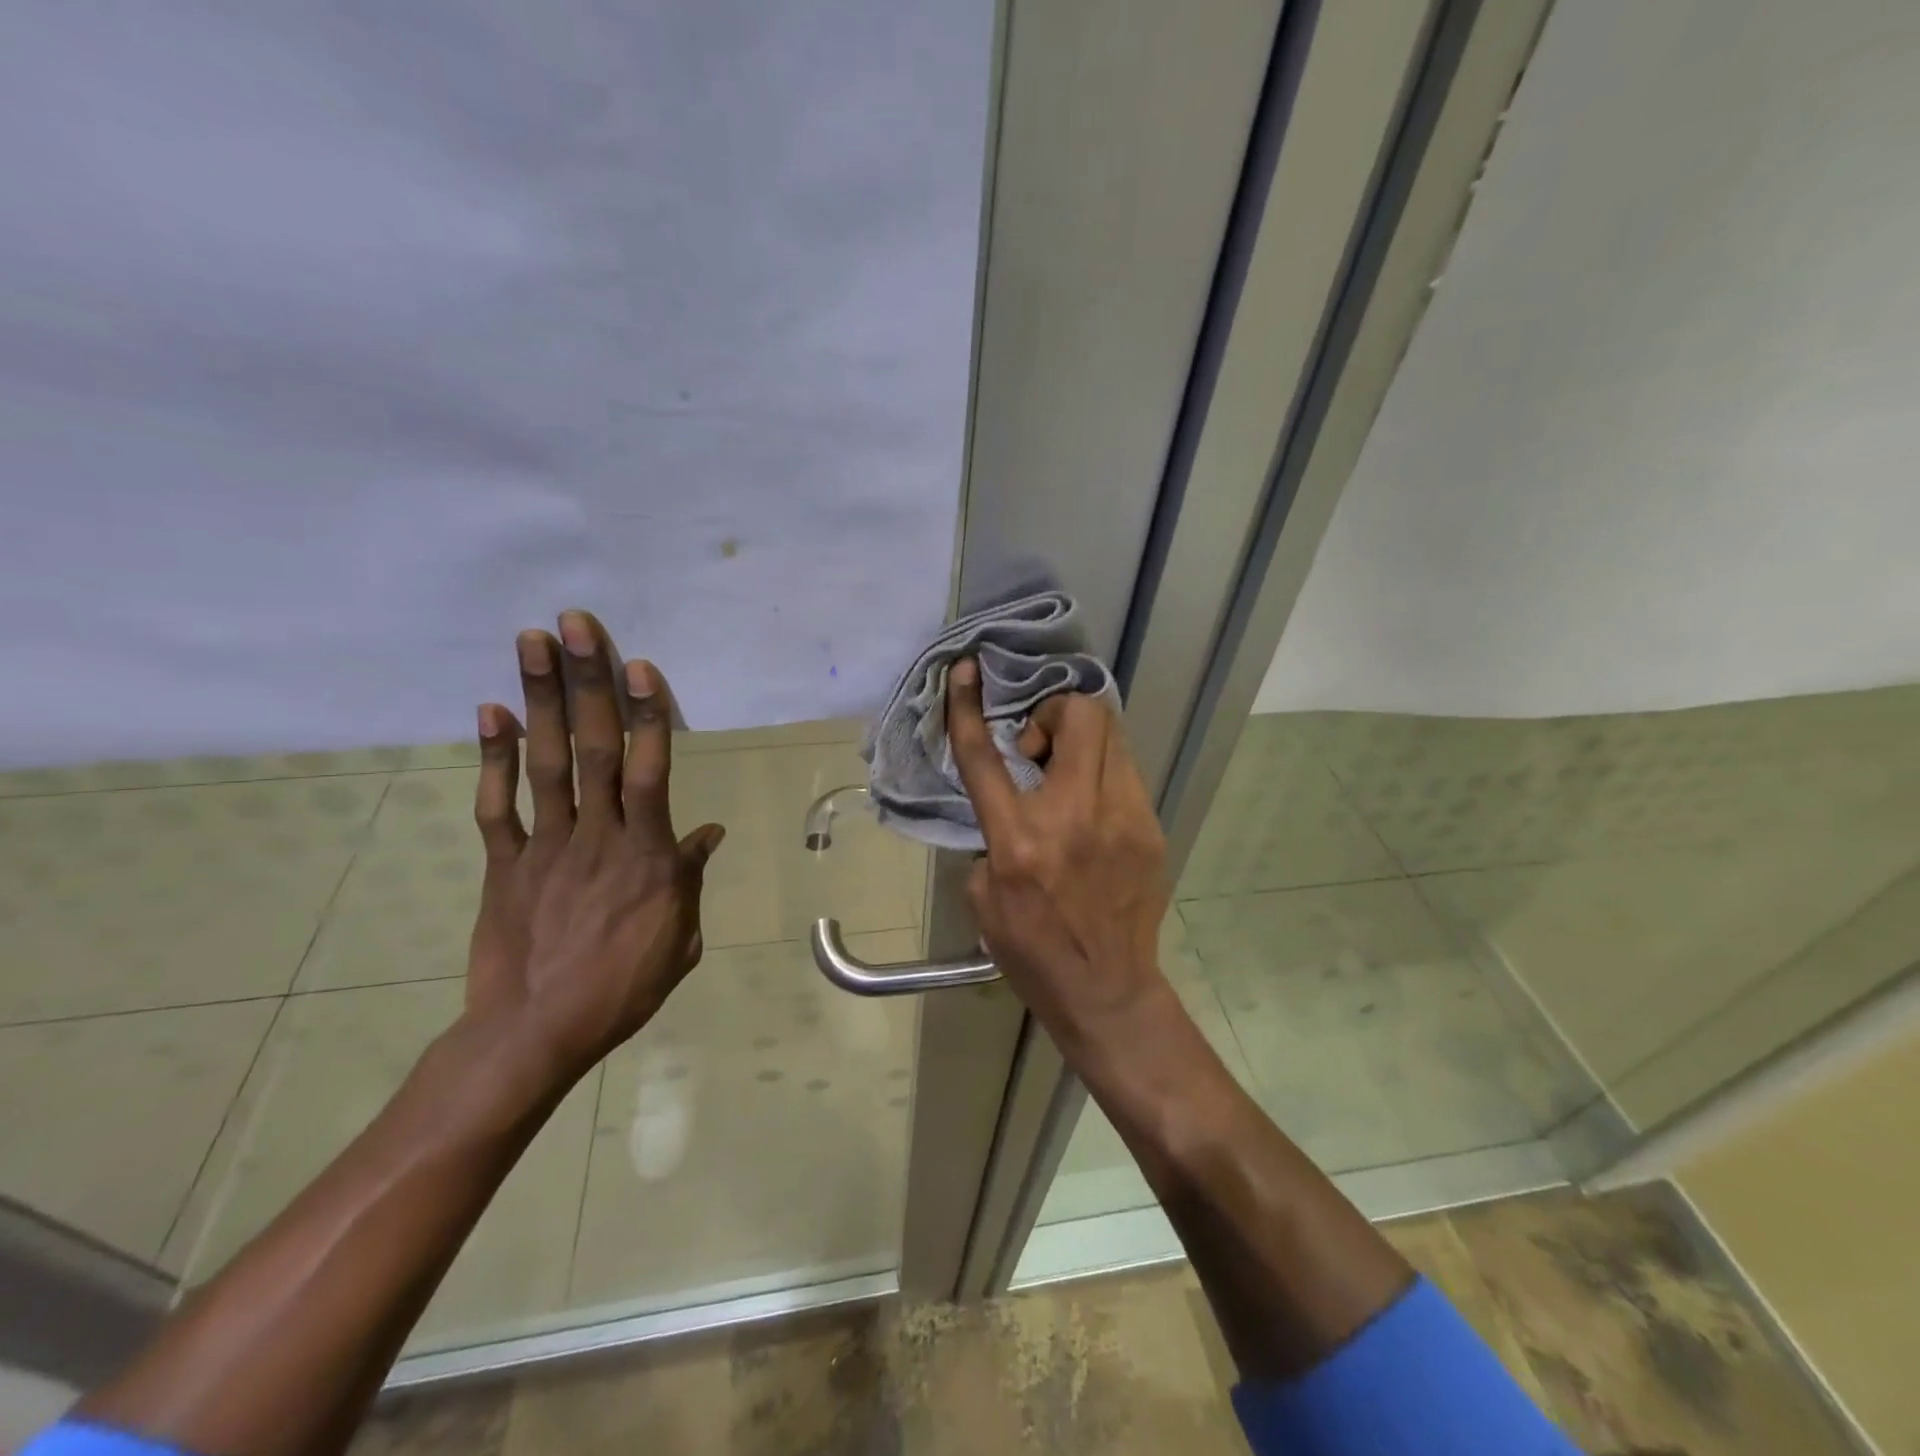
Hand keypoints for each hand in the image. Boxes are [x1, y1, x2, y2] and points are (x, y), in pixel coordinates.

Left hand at [465, 609, 724, 1079]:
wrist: (536, 1033)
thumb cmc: (623, 987)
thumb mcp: (680, 938)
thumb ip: (689, 878)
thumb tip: (709, 834)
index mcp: (646, 854)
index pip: (649, 770)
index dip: (645, 715)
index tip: (636, 665)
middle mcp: (597, 835)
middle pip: (592, 748)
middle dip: (585, 682)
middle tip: (575, 625)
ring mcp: (544, 845)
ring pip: (544, 762)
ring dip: (538, 699)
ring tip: (531, 643)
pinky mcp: (503, 864)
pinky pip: (496, 805)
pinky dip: (491, 758)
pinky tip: (489, 712)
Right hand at [945, 657, 1170, 1047]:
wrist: (1106, 990)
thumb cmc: (1032, 950)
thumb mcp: (984, 896)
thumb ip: (990, 837)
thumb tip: (1009, 803)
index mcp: (1019, 839)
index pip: (986, 755)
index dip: (969, 705)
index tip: (967, 670)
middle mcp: (1074, 816)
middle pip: (1079, 715)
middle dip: (1054, 711)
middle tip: (1039, 749)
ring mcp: (1122, 818)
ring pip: (1112, 733)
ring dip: (1081, 737)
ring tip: (1066, 773)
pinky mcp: (1150, 827)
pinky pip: (1125, 771)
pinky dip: (1101, 771)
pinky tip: (1092, 807)